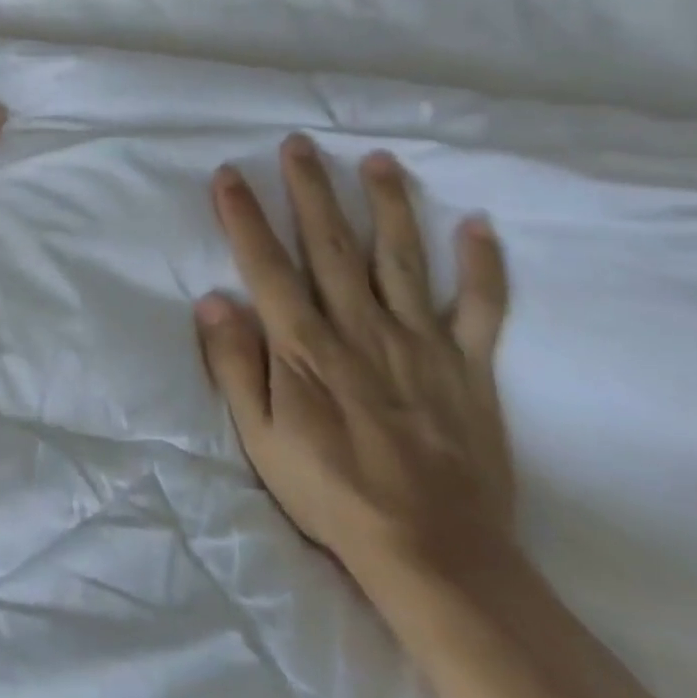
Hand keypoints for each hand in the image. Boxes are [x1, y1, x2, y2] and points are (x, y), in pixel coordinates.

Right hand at [194, 135, 511, 585]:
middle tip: (299, 144)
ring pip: (400, 258)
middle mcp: (361, 329)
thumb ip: (235, 367)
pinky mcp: (468, 366)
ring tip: (378, 160)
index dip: (244, 217)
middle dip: (311, 190)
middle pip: (330, 245)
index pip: (267, 266)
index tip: (229, 175)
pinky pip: (481, 308)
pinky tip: (479, 224)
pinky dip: (483, 266)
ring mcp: (420, 343)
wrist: (434, 553)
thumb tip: (212, 302)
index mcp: (306, 347)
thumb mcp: (262, 440)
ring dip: (388, 204)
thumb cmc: (332, 493)